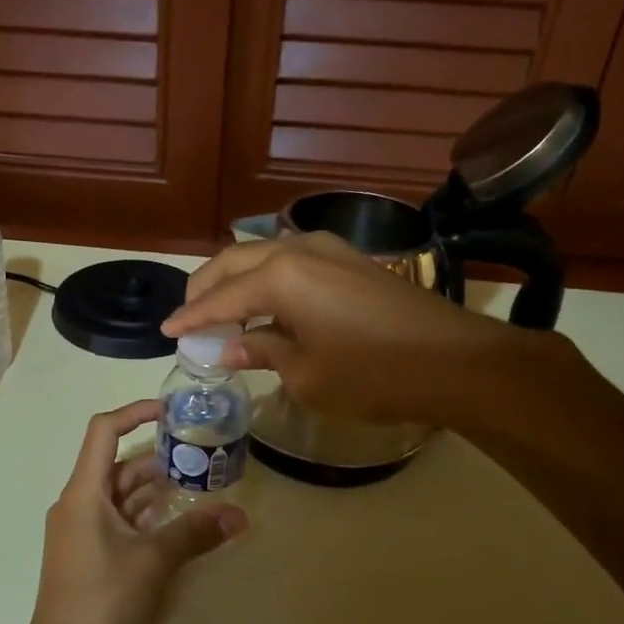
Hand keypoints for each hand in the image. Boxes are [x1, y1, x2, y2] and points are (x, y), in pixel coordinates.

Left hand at [17, 400, 246, 623]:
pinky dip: (145, 515)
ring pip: (120, 495)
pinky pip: (119, 521)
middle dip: (157, 456)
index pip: (103, 431)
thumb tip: (240, 514)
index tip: (171, 411)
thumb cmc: (102, 602)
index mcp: (83, 493)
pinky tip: (177, 521)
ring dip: (155, 488)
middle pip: (117, 464)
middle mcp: (78, 504)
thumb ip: (195, 533)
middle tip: (200, 452)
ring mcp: (81, 531)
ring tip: (197, 481)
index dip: (135, 413)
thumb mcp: (154, 562)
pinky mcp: (88, 555)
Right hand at [163, 232, 550, 427]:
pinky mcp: (350, 259)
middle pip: (235, 262)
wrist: (456, 360)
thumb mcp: (306, 374)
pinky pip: (290, 260)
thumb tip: (230, 349)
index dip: (191, 319)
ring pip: (262, 255)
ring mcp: (328, 249)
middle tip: (189, 317)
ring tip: (222, 310)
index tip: (167, 332)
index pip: (220, 298)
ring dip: (236, 279)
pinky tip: (264, 303)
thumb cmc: (373, 374)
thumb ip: (262, 352)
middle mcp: (298, 250)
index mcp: (279, 276)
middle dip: (206, 288)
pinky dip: (266, 278)